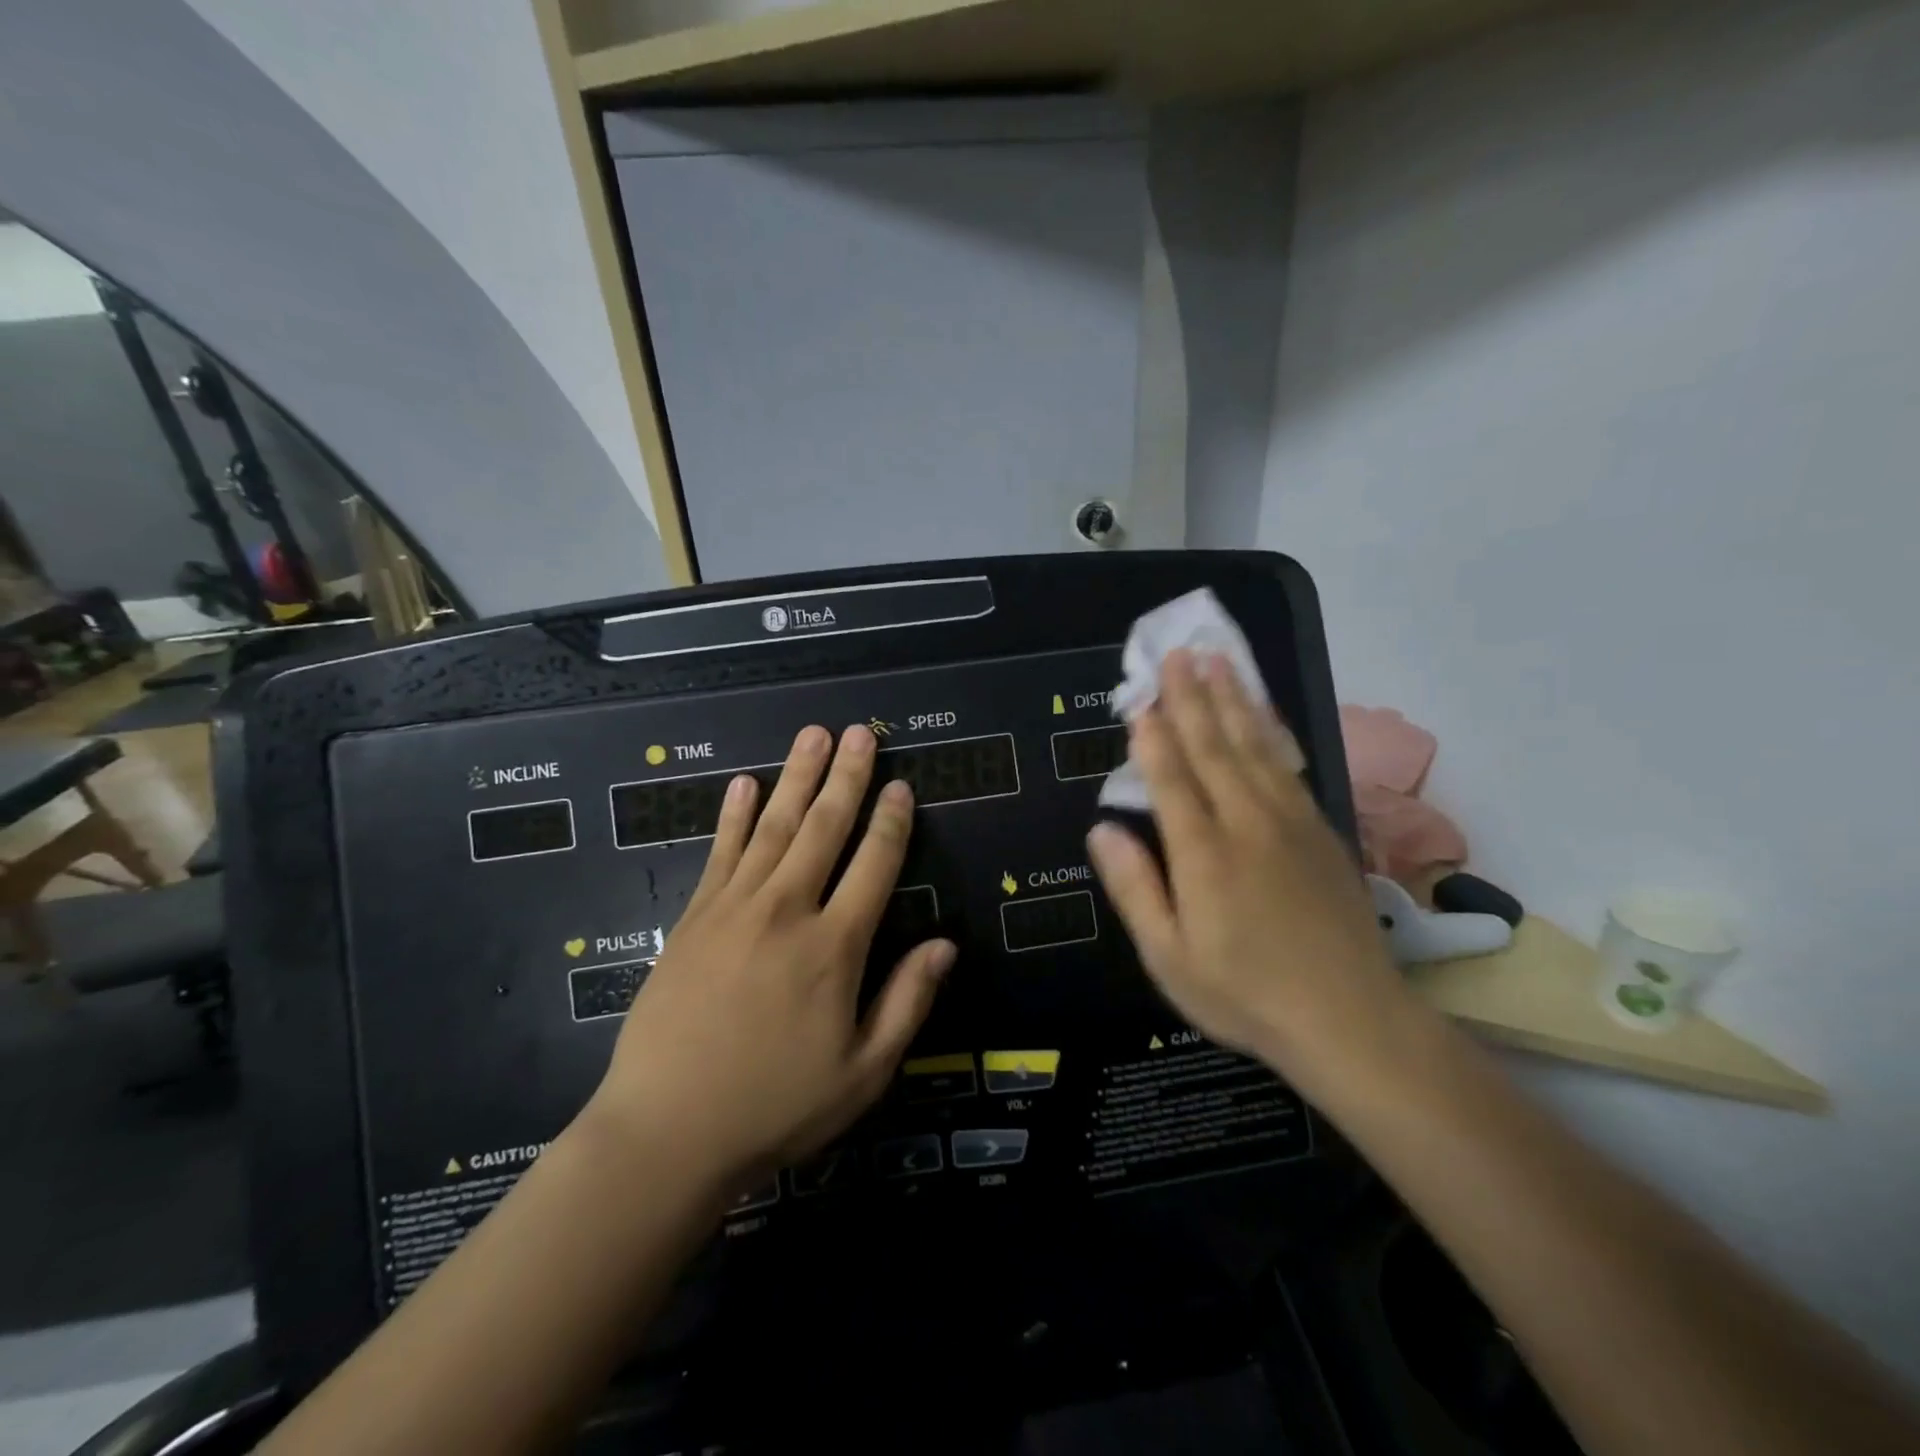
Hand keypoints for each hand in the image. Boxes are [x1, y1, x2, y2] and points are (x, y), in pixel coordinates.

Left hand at [586, 724, 955, 1195]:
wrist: (666, 1132)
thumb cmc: (775, 1106)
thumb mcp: (863, 1072)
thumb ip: (907, 1002)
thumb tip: (944, 945)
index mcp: (834, 946)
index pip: (874, 865)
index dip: (892, 821)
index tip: (902, 784)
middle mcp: (787, 911)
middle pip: (824, 828)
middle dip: (846, 776)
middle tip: (859, 731)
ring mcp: (734, 908)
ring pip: (774, 827)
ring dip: (796, 777)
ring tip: (812, 735)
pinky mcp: (694, 918)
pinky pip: (720, 852)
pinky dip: (734, 815)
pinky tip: (744, 783)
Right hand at [1086, 651, 1412, 1087]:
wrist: (1351, 1019)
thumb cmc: (1244, 994)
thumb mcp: (1169, 956)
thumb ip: (1134, 887)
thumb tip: (1102, 828)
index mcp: (1204, 853)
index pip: (1171, 778)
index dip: (1153, 736)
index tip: (1140, 698)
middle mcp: (1247, 823)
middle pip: (1214, 747)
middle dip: (1192, 698)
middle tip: (1179, 653)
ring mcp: (1291, 822)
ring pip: (1255, 747)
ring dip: (1234, 701)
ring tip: (1218, 662)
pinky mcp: (1321, 831)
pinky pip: (1288, 766)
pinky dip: (1270, 732)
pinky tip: (1262, 715)